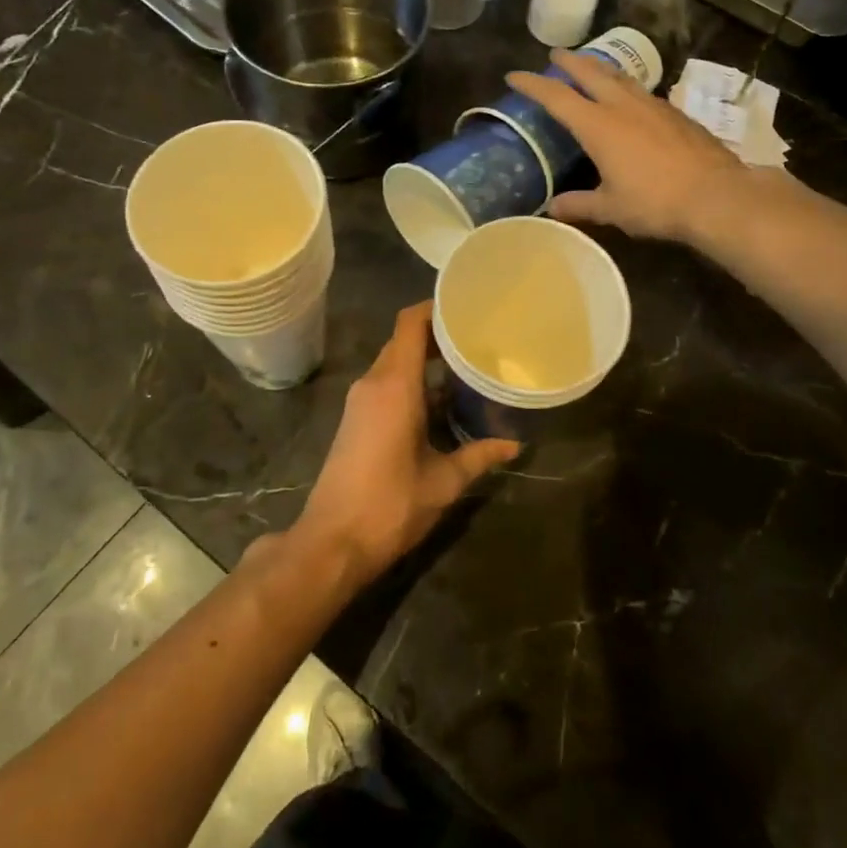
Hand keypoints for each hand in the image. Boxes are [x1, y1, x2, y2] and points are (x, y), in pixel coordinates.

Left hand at [289, 302, 518, 587]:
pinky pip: (385, 383)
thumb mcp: (444, 482)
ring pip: (394, 362)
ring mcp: (359, 401)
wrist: (331, 542)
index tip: (466, 305)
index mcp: (394, 386)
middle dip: (437, 334)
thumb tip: (514, 444)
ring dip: (424, 359)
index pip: (409, 324)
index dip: (434, 307)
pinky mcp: (355, 419)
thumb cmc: (390, 506)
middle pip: (403, 340)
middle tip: (478, 336)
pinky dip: (411, 380)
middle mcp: (373, 384)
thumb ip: (479, 456)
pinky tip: (441, 397)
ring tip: (466, 363)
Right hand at [506, 49, 749, 243]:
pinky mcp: (676, 114)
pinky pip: (642, 92)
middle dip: (569, 62)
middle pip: (590, 73)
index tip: (514, 76)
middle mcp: (623, 107)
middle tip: (555, 54)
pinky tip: (630, 99)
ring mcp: (653, 106)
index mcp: (598, 126)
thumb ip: (579, 205)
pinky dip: (626, 87)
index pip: (556, 97)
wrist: (716, 195)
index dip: (533, 85)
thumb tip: (552, 207)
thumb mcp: (610, 208)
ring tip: (591, 68)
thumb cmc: (655, 202)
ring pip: (620, 78)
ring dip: (600, 69)